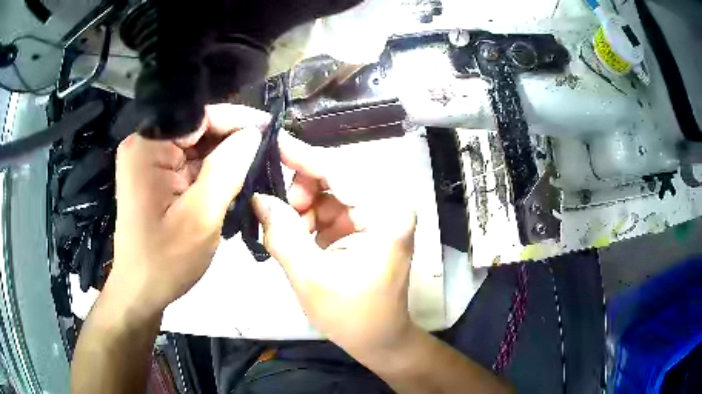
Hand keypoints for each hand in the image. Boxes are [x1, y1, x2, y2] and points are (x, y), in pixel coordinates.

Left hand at [108, 104, 268, 318]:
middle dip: (232, 140)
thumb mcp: (201, 217)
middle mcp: (145, 145)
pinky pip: (189, 163)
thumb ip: (228, 169)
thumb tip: (254, 133)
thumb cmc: (165, 261)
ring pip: (196, 146)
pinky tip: (232, 182)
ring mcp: (148, 161)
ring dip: (225, 158)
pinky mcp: (155, 176)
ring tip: (256, 168)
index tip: (271, 130)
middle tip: (269, 153)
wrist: (141, 292)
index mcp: (147, 147)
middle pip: (197, 129)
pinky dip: (212, 172)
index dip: (237, 120)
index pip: (199, 116)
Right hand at [252, 134, 416, 355]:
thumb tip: (258, 197)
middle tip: (275, 210)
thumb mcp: (310, 277)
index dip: (302, 156)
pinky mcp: (367, 225)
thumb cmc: (352, 316)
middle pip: (335, 178)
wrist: (378, 339)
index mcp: (386, 214)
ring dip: (303, 207)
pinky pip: (331, 208)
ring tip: (288, 233)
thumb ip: (282, 233)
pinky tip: (299, 237)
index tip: (272, 141)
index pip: (339, 171)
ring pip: (329, 192)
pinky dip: (310, 218)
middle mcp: (388, 205)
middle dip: (300, 191)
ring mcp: (378, 214)